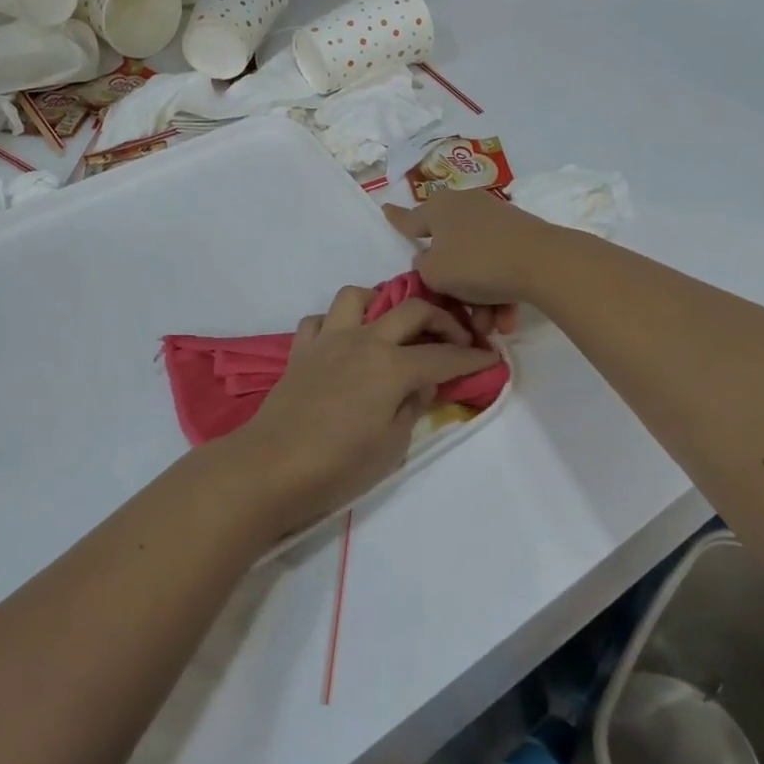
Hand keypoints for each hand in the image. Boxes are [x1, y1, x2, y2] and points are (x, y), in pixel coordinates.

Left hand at [223, 286, 499, 536]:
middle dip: (442, 319)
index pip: (444, 356)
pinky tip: (342, 345)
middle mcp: (364, 340)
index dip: (472, 358)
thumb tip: (422, 384)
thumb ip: (412, 406)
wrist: (271, 467)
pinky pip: (319, 321)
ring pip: (356, 296)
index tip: (491, 358)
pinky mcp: (301, 350)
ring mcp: (329, 340)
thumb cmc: (339, 465)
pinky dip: (334, 325)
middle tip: (455, 339)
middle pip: (411, 310)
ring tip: (389, 328)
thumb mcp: (392, 446)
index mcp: (392, 366)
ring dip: (379, 304)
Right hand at [384, 193, 563, 317]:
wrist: (543, 262)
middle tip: (457, 314)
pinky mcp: (522, 236)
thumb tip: (431, 261)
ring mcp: (496, 220)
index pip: (410, 218)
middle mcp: (466, 207)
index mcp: (439, 208)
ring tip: (489, 327)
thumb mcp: (434, 273)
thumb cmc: (477, 264)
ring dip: (479, 299)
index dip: (397, 220)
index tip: (385, 210)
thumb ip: (423, 269)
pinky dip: (500, 292)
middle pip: (449, 251)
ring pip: (477, 264)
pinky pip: (500, 266)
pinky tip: (507, 320)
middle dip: (453, 289)